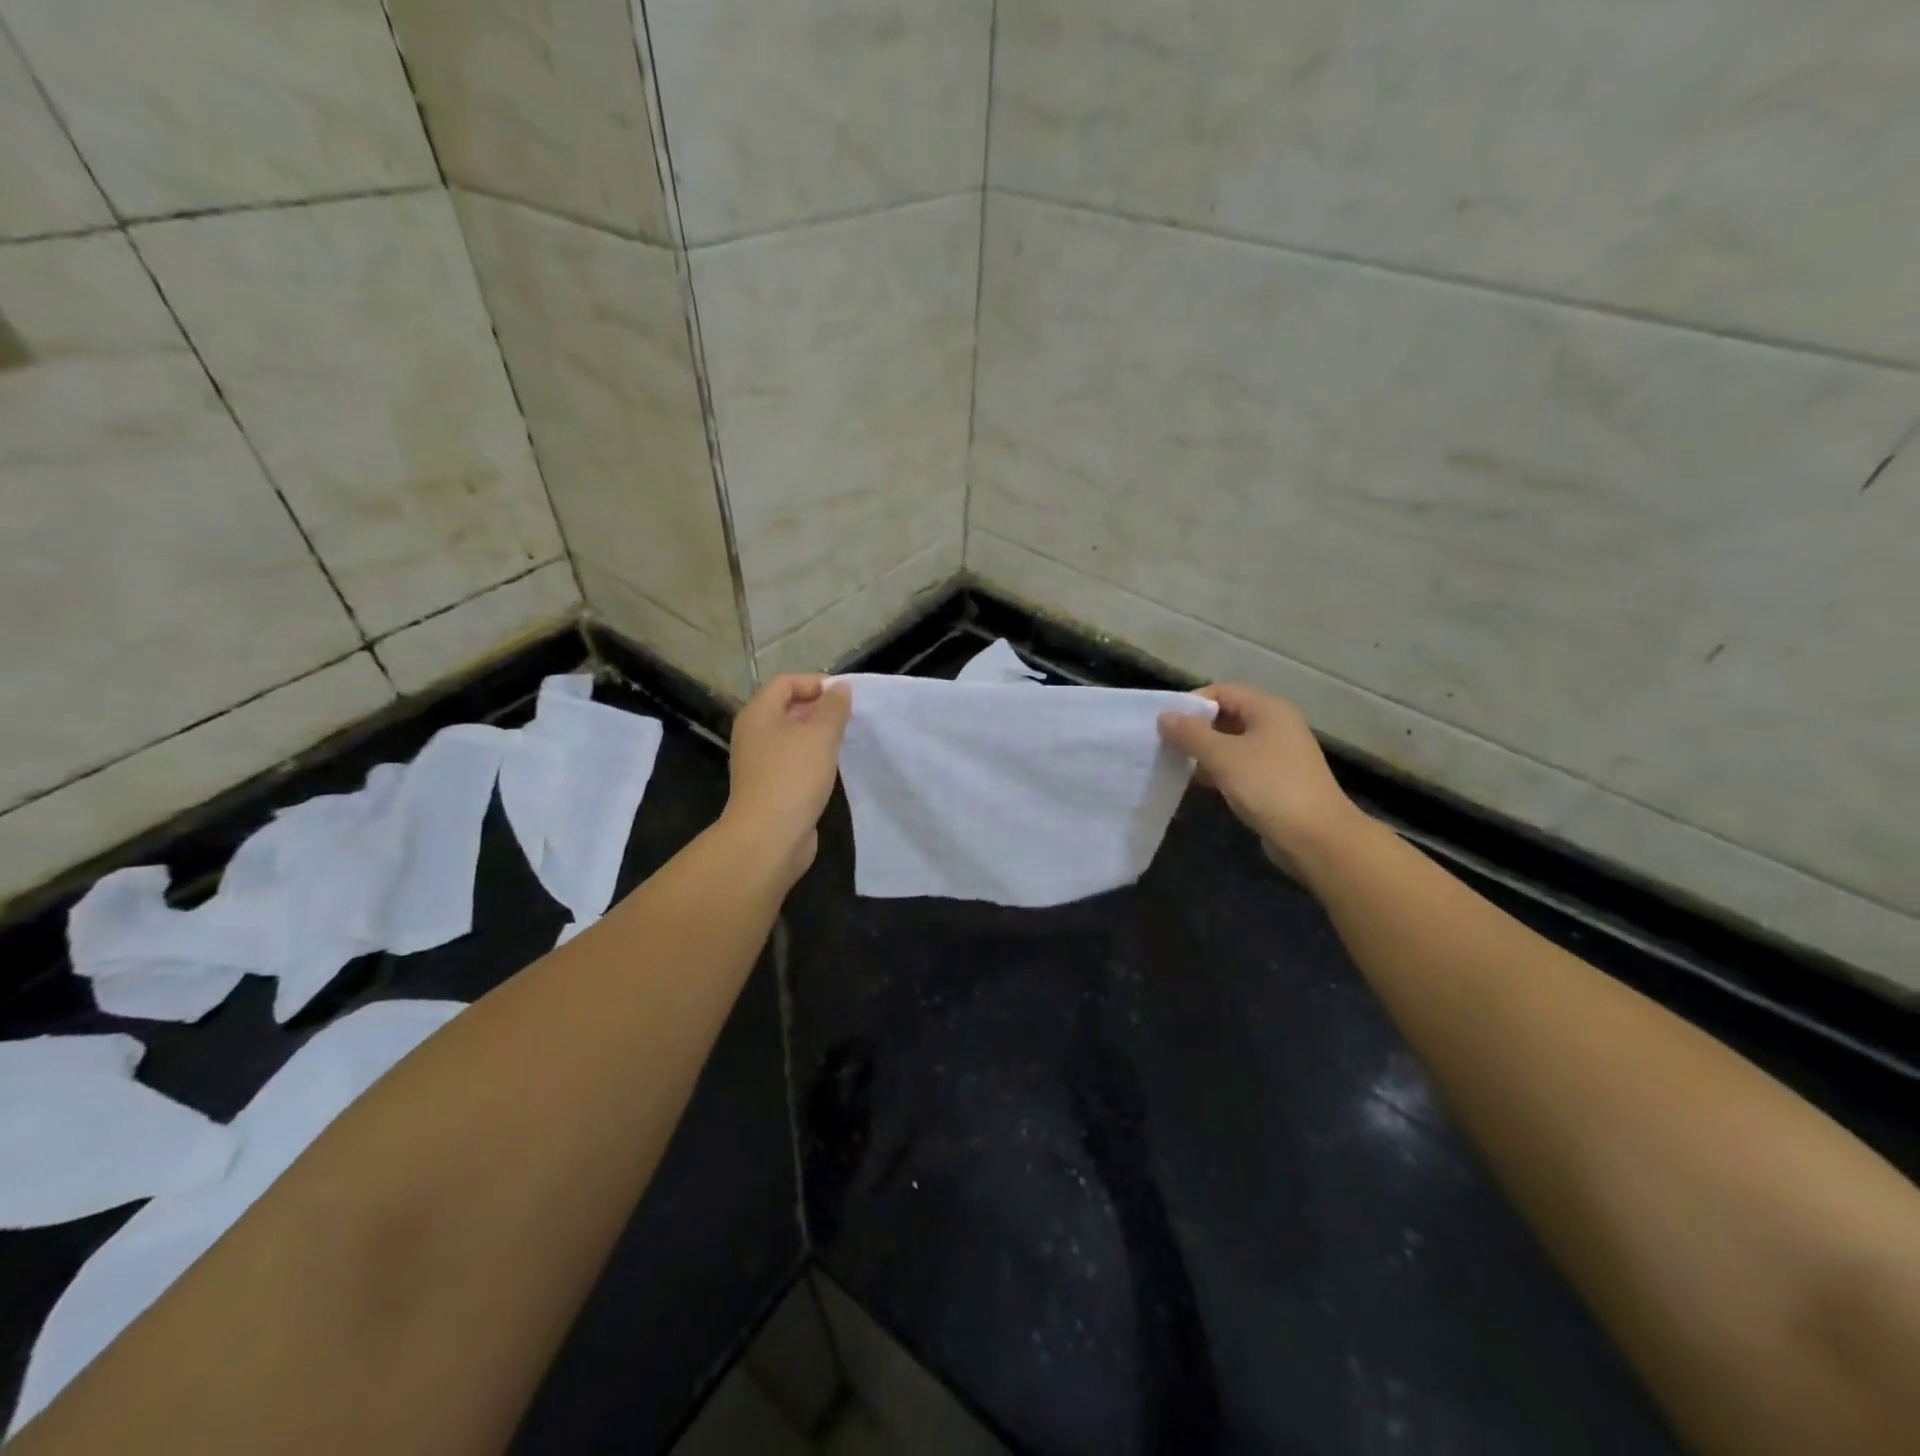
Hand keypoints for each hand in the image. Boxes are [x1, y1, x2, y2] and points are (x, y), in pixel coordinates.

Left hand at [722, 674, 852, 883]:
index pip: (786, 682)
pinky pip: (795, 761)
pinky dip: (814, 758)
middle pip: (788, 708)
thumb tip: (840, 688)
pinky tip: (834, 767)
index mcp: (758, 714)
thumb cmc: (793, 777)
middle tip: (851, 718)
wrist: (769, 837)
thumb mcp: (820, 734)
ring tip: (847, 740)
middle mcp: (754, 734)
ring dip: (819, 735)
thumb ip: (834, 707)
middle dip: (820, 709)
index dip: (816, 682)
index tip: (846, 696)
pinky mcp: (771, 786)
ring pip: (793, 737)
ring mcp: (761, 762)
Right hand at [1158, 685, 1364, 880]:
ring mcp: (1278, 754)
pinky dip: (1219, 771)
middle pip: (1227, 716)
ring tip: (1176, 765)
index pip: (1222, 691)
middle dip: (1196, 729)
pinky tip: (1200, 784)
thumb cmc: (1268, 786)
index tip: (1165, 724)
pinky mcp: (1276, 780)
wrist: (1315, 837)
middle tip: (1166, 745)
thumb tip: (1164, 716)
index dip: (1192, 703)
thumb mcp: (1222, 756)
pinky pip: (1240, 766)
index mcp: (1268, 709)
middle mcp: (1276, 725)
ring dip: (1204, 752)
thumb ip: (1190, 734)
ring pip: (1232, 743)